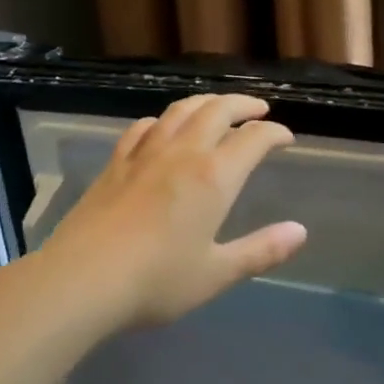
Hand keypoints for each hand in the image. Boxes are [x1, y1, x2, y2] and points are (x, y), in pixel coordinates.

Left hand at [37, 93, 308, 332]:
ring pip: (179, 110)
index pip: (253, 139)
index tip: (286, 138)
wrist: (83, 279)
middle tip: (258, 109)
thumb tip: (300, 231)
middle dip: (242, 104)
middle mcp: (182, 153)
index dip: (274, 134)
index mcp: (214, 177)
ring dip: (205, 102)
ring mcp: (144, 154)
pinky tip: (162, 127)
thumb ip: (261, 250)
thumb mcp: (217, 273)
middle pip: (217, 110)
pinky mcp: (115, 163)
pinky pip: (143, 127)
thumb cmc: (157, 281)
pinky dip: (163, 119)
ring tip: (217, 107)